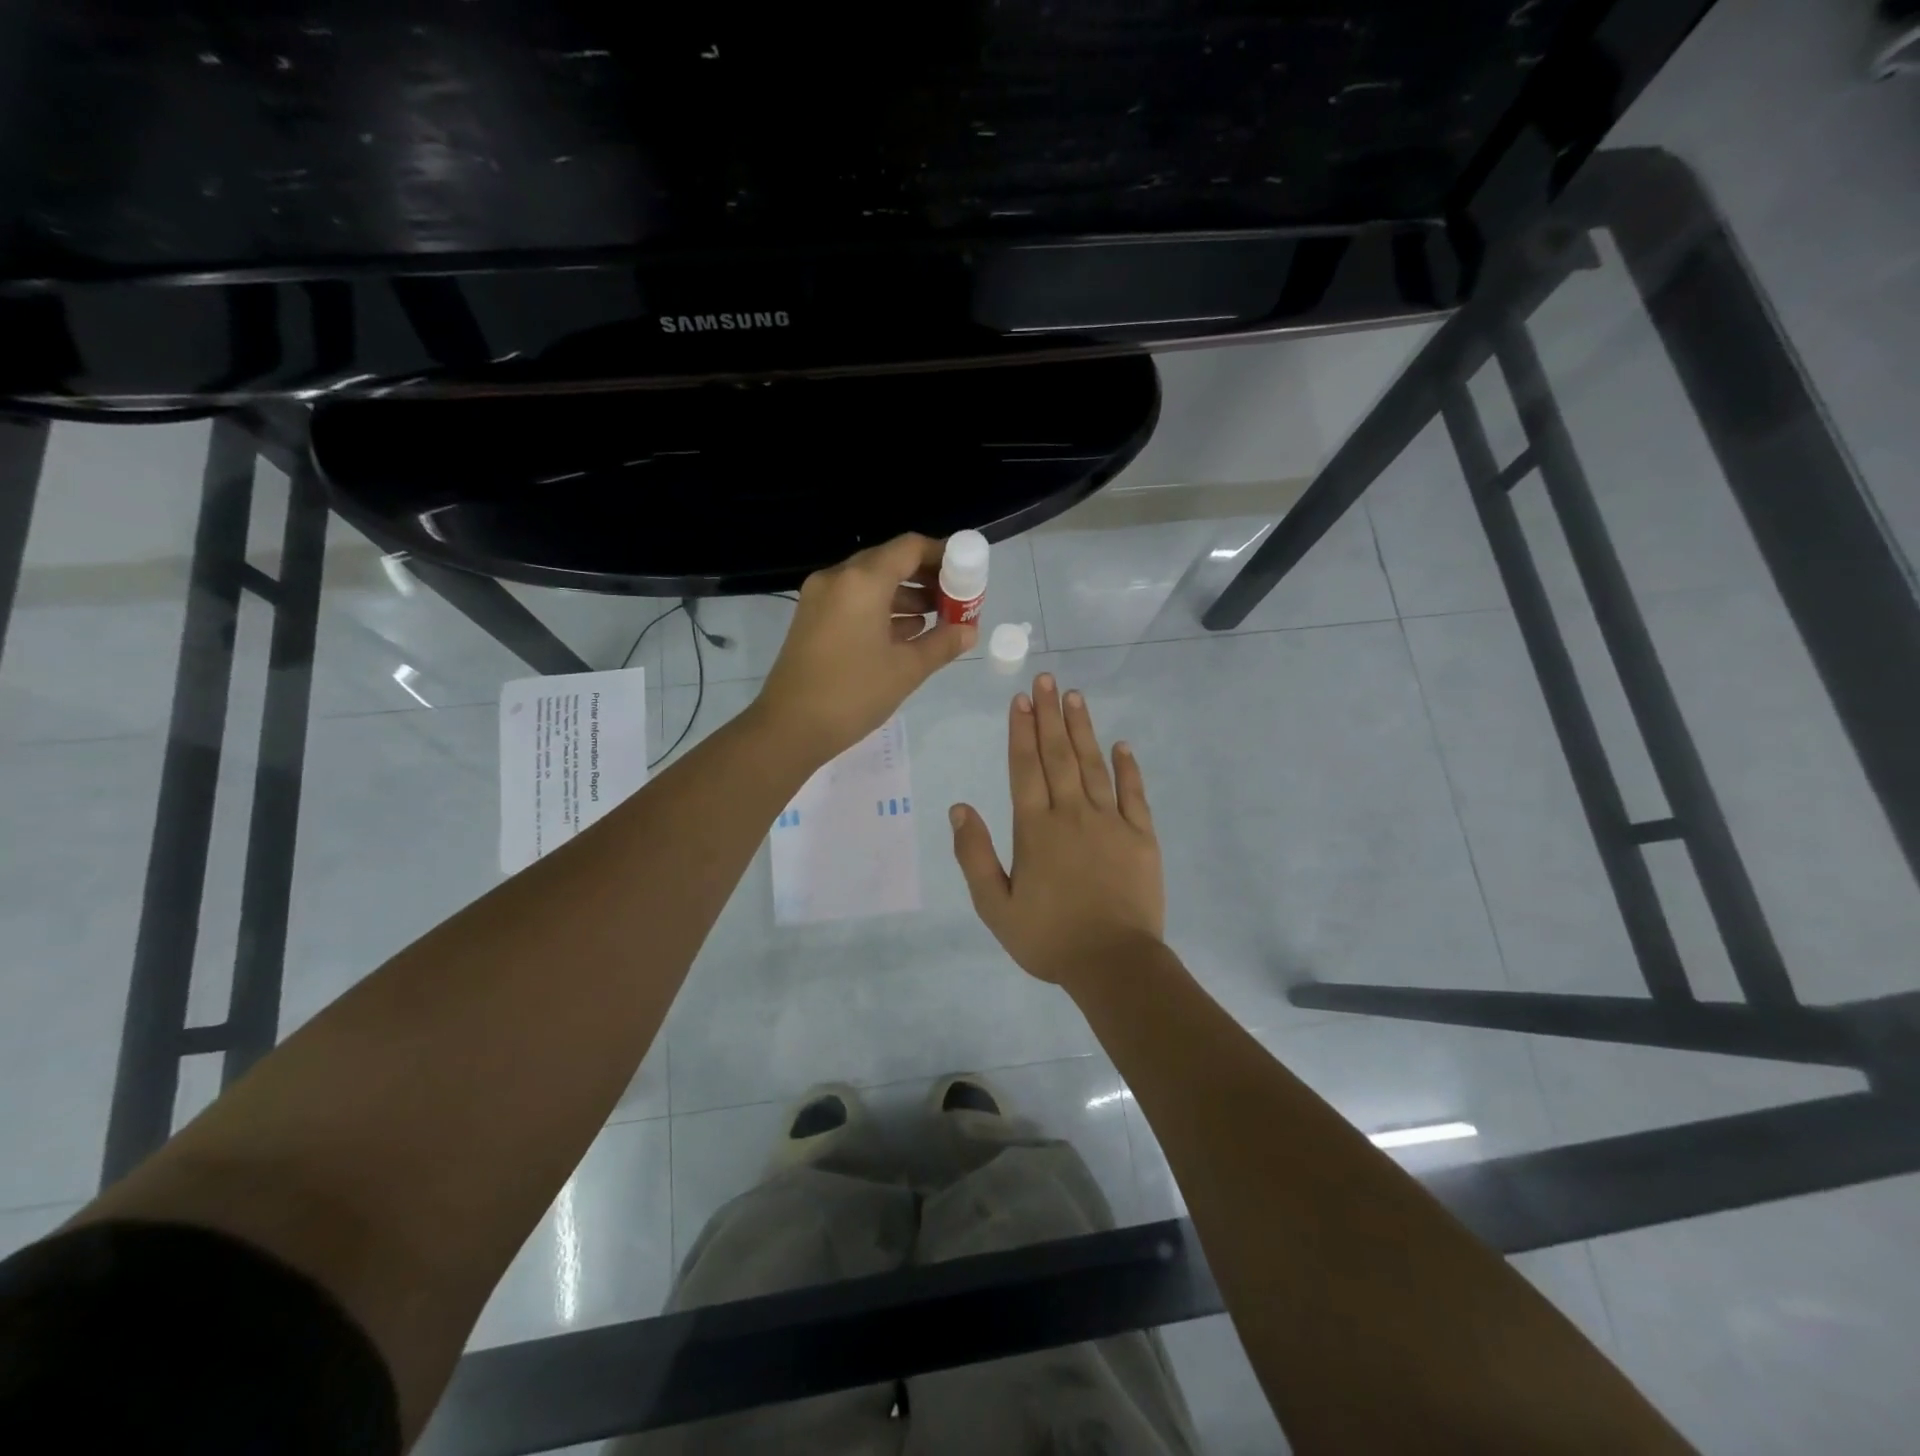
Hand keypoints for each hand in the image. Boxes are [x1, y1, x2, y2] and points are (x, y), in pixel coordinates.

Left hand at [757, 534, 975, 763]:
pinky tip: (908, 631)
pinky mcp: (812, 619)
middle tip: (955, 598)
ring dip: (905, 595)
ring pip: (871, 582)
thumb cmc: (853, 694)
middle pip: (890, 561)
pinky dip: (882, 609)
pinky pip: (854, 600)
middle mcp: (838, 578)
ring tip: (938, 618)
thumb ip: (942, 643)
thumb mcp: (907, 670)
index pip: (910, 548)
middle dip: (926, 577)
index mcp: (862, 581)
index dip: (943, 555)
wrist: (789, 728)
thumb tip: (969, 632)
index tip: (967, 573)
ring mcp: (820, 598)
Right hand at [950, 673, 1164, 988]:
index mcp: (1035, 829)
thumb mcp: (995, 906)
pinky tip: (1122, 745)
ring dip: (1083, 729)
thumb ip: (975, 855)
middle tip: (1046, 679)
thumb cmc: (1048, 938)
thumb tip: (960, 808)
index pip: (1025, 768)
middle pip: (1058, 755)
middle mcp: (1071, 814)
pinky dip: (1128, 768)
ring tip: (1075, 696)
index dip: (1021, 731)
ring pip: (1093, 765)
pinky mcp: (1141, 837)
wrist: (1113, 964)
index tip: (1020, 700)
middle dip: (1049, 715)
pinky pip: (1134, 794)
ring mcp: (1110, 822)